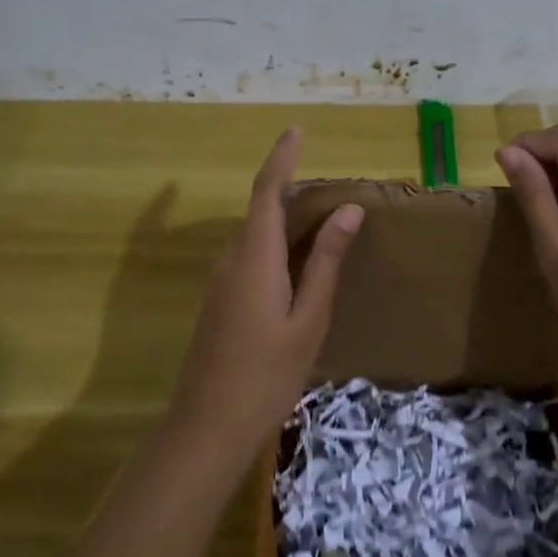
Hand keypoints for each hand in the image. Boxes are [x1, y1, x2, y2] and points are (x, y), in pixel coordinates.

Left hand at [170, 128, 362, 458]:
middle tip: (326, 182)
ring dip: (281, 217)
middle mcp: (231, 259)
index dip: (282, 158)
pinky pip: (248, 255)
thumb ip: (325, 262)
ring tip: (320, 218)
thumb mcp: (308, 318)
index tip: (296, 130)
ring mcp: (220, 281)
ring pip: (253, 233)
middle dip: (287, 186)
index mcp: (255, 257)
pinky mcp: (219, 300)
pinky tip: (296, 263)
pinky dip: (273, 244)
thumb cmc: (268, 374)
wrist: (208, 426)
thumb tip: (349, 211)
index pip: (267, 191)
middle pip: (258, 209)